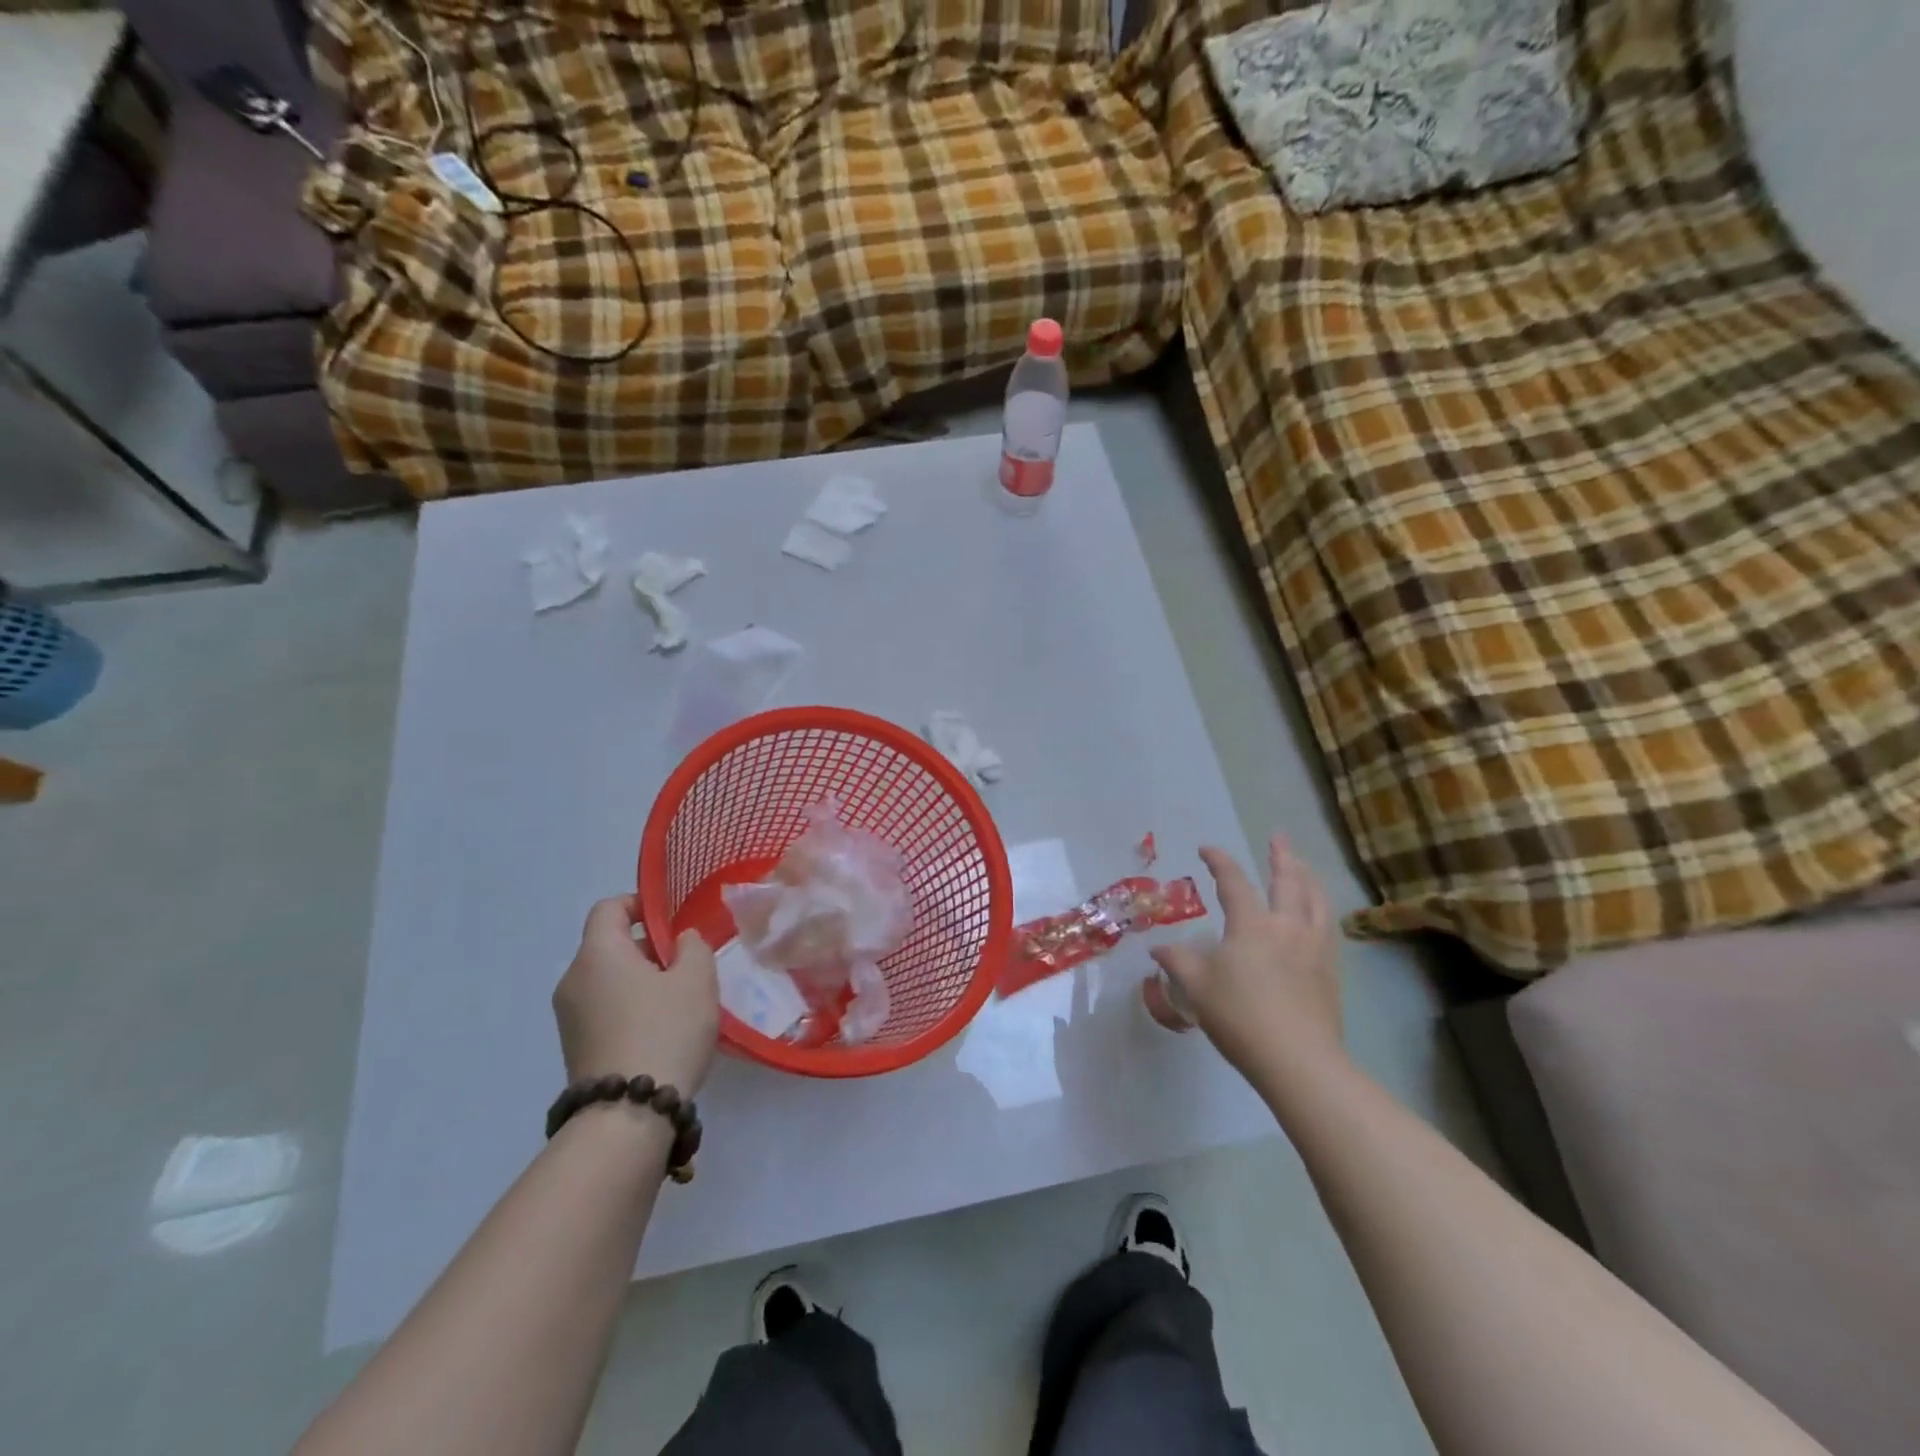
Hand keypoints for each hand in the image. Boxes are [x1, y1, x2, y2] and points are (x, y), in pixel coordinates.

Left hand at [553, 896, 719, 1094]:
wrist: (628, 1114)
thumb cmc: (665, 1030)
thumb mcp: (697, 979)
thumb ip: (693, 947)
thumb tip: (681, 941)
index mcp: (598, 953)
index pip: (609, 908)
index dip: (640, 904)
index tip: (672, 922)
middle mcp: (573, 979)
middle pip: (609, 945)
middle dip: (648, 948)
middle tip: (687, 966)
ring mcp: (569, 1017)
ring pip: (608, 980)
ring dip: (642, 981)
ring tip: (679, 1002)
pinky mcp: (575, 1048)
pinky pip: (605, 1009)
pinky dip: (630, 1008)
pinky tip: (661, 1031)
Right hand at [1149, 835, 1344, 1084]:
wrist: (1298, 1060)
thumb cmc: (1240, 1016)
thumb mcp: (1196, 987)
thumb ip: (1177, 961)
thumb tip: (1158, 948)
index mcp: (1251, 924)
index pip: (1233, 881)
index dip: (1219, 861)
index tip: (1206, 849)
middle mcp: (1287, 926)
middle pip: (1287, 881)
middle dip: (1281, 856)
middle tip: (1278, 837)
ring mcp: (1314, 947)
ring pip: (1315, 900)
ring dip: (1308, 877)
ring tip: (1304, 866)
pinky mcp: (1330, 970)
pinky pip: (1328, 926)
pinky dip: (1321, 908)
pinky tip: (1319, 915)